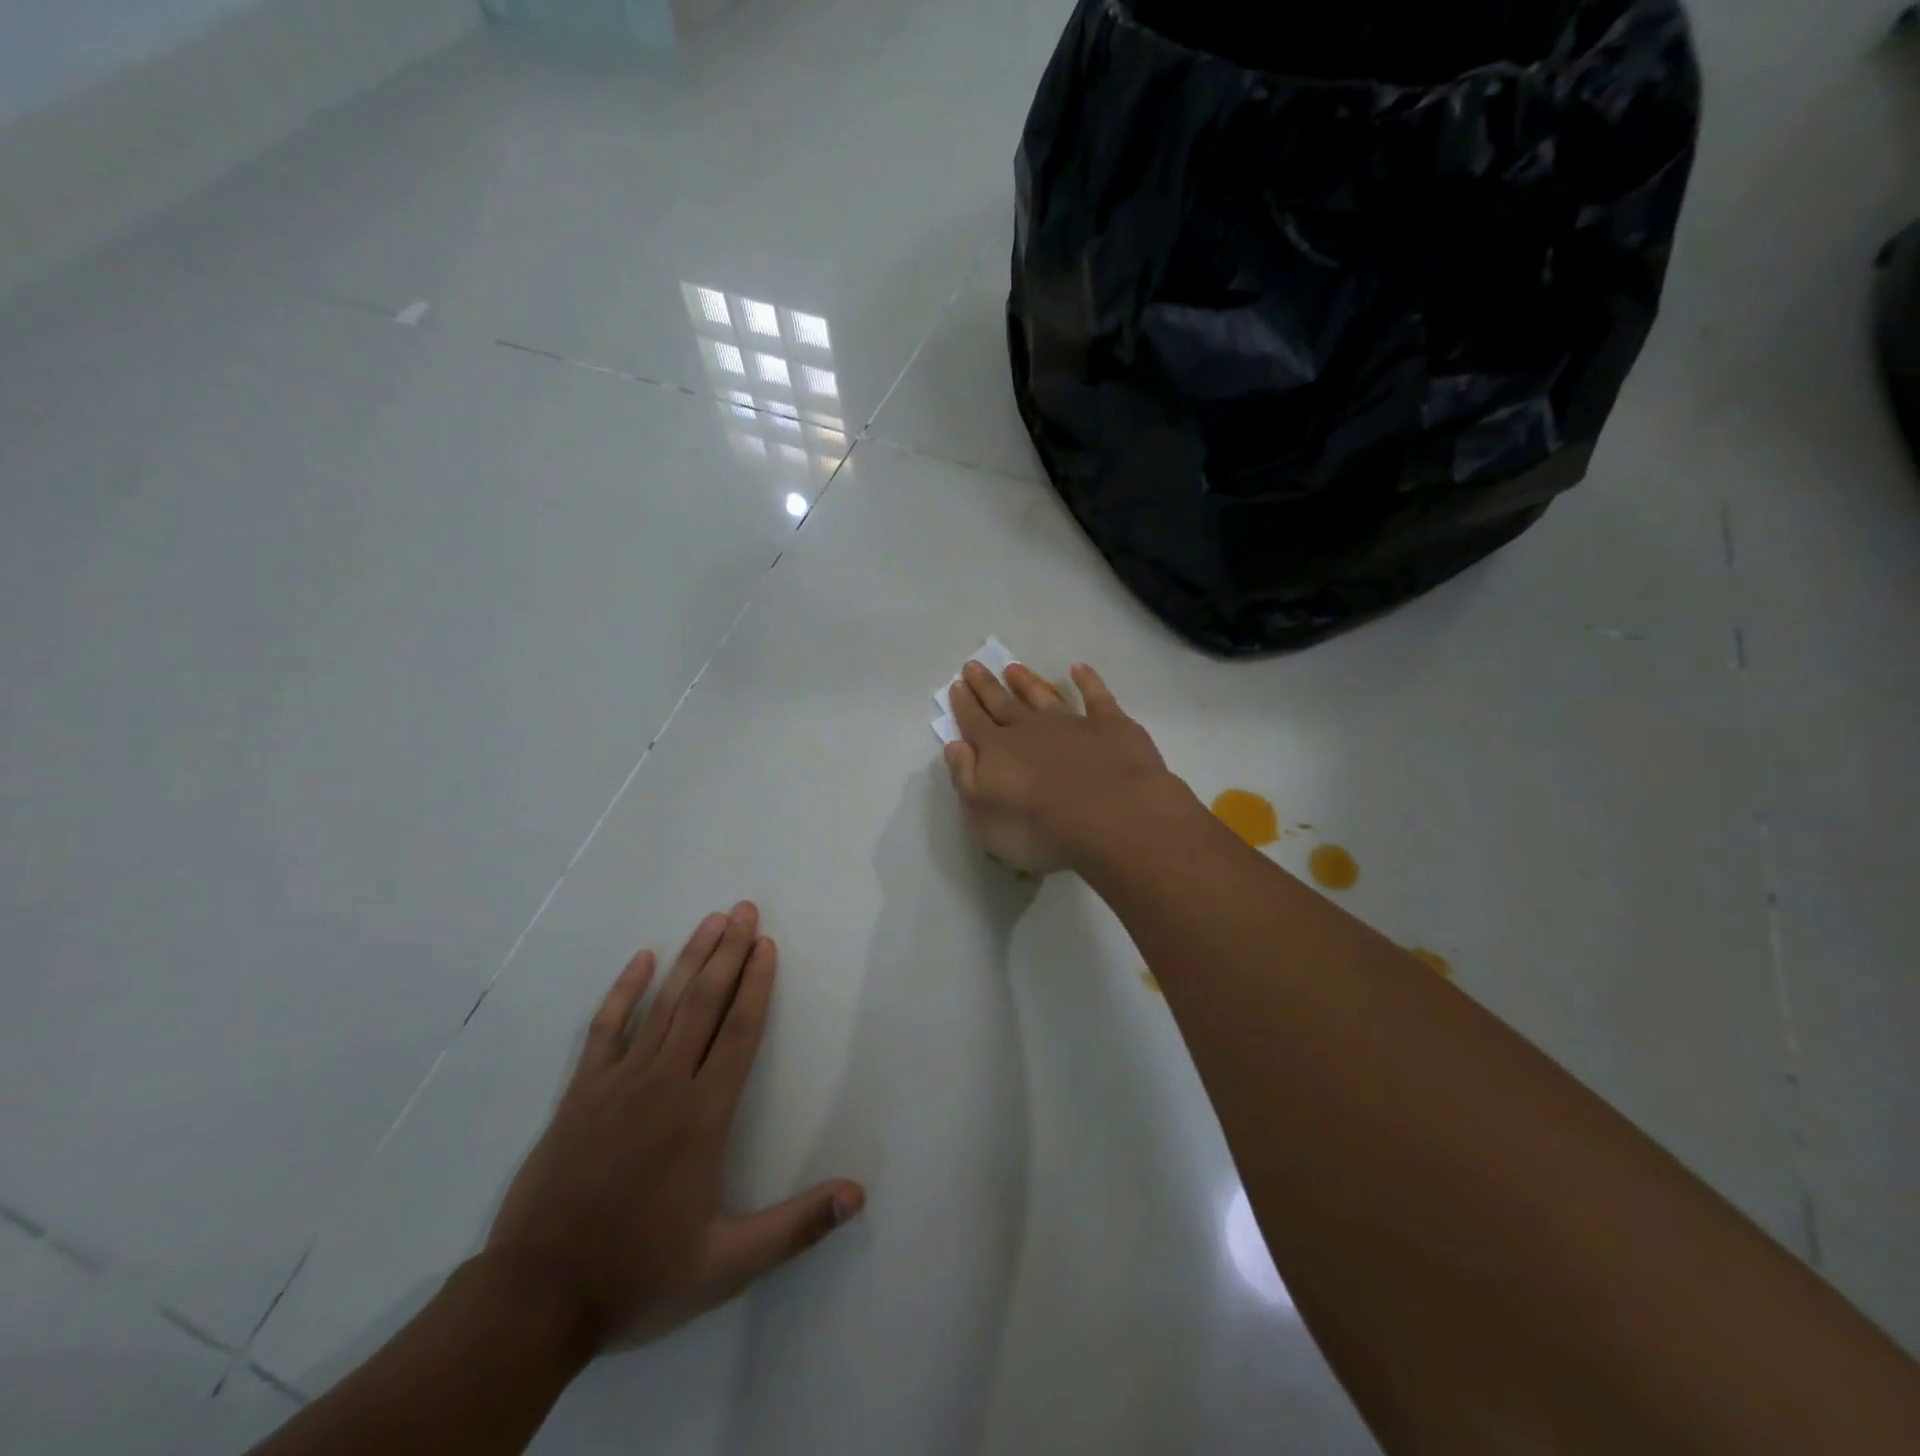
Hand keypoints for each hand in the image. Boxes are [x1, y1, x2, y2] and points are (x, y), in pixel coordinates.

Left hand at [483, 904, 864, 1354]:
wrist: (536, 1299)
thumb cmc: (639, 1275)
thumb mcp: (727, 1265)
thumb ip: (796, 1227)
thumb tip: (858, 1196)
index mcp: (703, 1116)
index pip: (739, 1032)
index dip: (757, 984)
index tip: (767, 944)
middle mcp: (665, 1084)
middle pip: (705, 1003)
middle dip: (728, 951)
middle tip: (744, 909)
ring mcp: (619, 1083)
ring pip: (664, 1005)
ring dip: (690, 959)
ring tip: (711, 920)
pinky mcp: (581, 1093)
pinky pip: (607, 1028)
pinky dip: (625, 991)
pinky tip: (642, 959)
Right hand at [942, 660, 1189, 874]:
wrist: (1109, 816)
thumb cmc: (1038, 829)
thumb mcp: (983, 817)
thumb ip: (966, 779)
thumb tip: (955, 746)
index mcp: (996, 751)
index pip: (973, 723)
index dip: (963, 705)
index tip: (955, 685)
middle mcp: (1029, 729)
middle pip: (1002, 703)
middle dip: (986, 686)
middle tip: (973, 665)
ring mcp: (1071, 722)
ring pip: (1042, 695)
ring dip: (1026, 682)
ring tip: (1013, 667)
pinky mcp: (1110, 724)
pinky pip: (1096, 695)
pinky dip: (1087, 680)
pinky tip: (1079, 669)